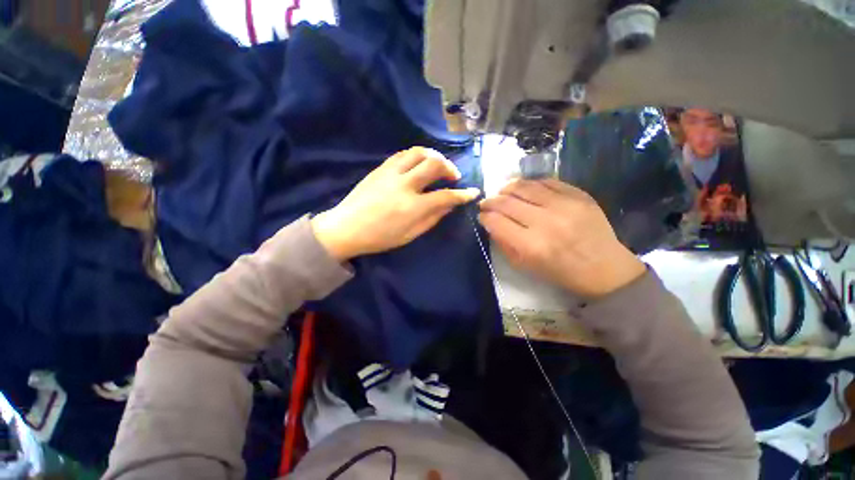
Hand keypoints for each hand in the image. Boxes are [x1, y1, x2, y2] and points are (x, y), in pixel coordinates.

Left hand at [312, 147, 480, 260]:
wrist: (346, 227)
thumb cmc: (380, 237)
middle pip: (434, 164)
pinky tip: (419, 165)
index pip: (445, 196)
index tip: (473, 192)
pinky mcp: (381, 168)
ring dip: (434, 156)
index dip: (463, 194)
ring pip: (419, 152)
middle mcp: (404, 185)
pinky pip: (404, 154)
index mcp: (412, 207)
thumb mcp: (410, 234)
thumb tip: (449, 205)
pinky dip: (417, 156)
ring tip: (438, 166)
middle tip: (453, 177)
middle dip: (450, 168)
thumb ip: (432, 218)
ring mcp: (391, 173)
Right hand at [479, 179, 644, 298]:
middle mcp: (545, 222)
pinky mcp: (579, 195)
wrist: (604, 268)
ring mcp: (564, 205)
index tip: (482, 216)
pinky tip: (524, 188)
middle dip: (490, 201)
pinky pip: (547, 182)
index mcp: (531, 245)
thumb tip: (490, 223)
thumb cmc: (560, 272)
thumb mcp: (525, 266)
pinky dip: (530, 184)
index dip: (484, 217)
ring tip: (502, 191)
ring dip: (507, 188)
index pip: (496, 221)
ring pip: (524, 186)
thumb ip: (504, 243)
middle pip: (506, 202)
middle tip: (486, 203)